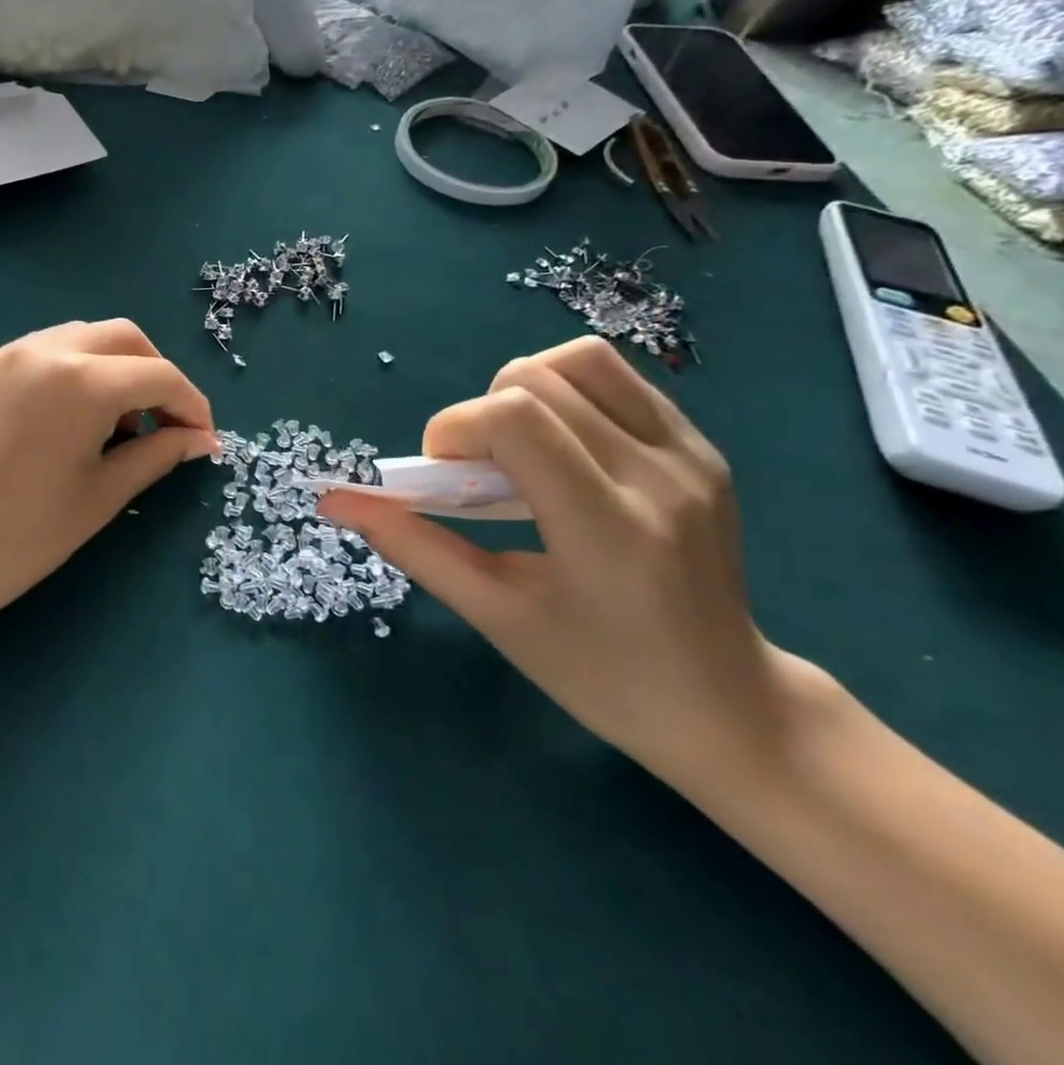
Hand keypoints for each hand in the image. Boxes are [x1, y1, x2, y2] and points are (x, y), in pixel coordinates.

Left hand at [0, 319, 217, 640]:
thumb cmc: (17, 540)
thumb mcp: (99, 498)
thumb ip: (156, 457)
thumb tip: (199, 441)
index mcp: (81, 381)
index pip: (158, 376)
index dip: (192, 406)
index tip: (204, 440)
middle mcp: (44, 350)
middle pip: (123, 338)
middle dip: (155, 373)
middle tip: (164, 424)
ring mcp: (3, 355)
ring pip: (80, 338)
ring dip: (112, 369)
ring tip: (114, 427)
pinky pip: (40, 353)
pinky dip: (71, 373)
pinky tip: (67, 420)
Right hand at [320, 336, 818, 784]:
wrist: (729, 705)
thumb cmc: (599, 675)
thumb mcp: (494, 614)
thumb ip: (412, 545)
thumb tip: (334, 500)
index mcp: (607, 528)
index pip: (515, 418)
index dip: (455, 429)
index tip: (442, 476)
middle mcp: (658, 476)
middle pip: (536, 378)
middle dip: (479, 414)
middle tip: (477, 473)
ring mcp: (690, 455)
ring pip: (580, 360)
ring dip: (523, 389)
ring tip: (517, 448)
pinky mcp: (703, 448)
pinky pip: (616, 379)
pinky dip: (565, 392)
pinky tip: (560, 447)